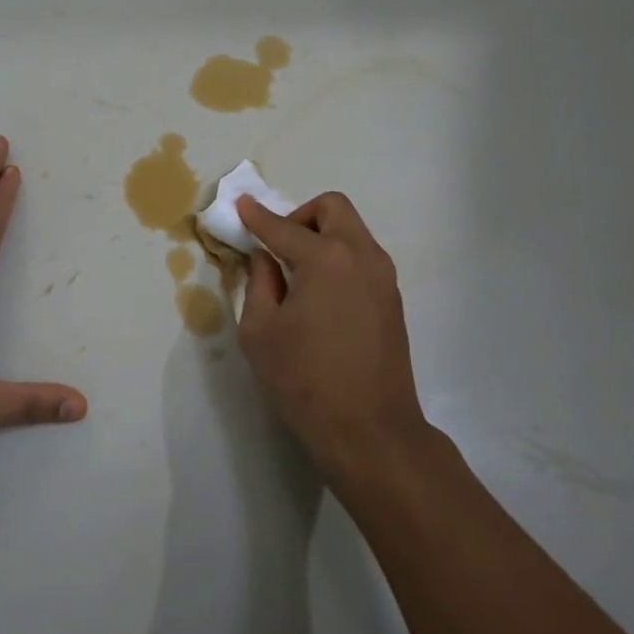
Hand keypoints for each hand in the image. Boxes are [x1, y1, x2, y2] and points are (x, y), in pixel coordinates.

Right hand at [235, 193, 427, 483]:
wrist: (370, 430)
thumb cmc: (304, 380)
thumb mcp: (260, 331)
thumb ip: (259, 283)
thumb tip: (265, 258)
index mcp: (326, 258)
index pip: (283, 227)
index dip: (257, 216)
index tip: (242, 204)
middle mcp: (361, 255)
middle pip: (332, 208)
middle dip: (300, 216)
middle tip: (279, 246)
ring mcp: (383, 276)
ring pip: (352, 231)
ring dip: (322, 237)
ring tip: (297, 276)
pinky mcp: (392, 299)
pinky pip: (362, 257)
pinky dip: (338, 258)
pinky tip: (320, 296)